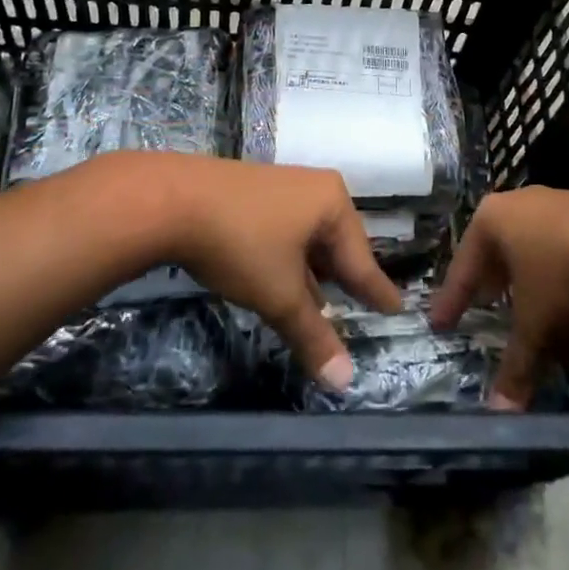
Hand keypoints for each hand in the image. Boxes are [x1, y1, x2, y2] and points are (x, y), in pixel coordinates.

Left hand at [92, 154, 402, 387]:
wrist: (171, 199)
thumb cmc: (241, 242)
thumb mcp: (279, 295)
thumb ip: (313, 335)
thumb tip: (344, 382)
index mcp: (332, 203)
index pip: (362, 259)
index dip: (376, 291)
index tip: (397, 309)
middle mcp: (312, 189)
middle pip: (336, 245)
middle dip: (342, 279)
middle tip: (361, 305)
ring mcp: (280, 188)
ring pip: (306, 240)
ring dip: (312, 274)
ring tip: (322, 302)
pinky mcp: (250, 194)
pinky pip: (283, 233)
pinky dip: (287, 261)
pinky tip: (282, 280)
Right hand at [429, 186, 568, 409]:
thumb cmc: (566, 277)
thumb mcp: (536, 327)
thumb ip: (516, 367)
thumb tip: (499, 415)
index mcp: (493, 219)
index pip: (463, 266)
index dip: (453, 300)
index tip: (441, 323)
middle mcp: (523, 202)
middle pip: (501, 252)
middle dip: (496, 285)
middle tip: (487, 308)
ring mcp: (563, 201)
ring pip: (539, 251)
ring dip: (537, 286)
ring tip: (541, 318)